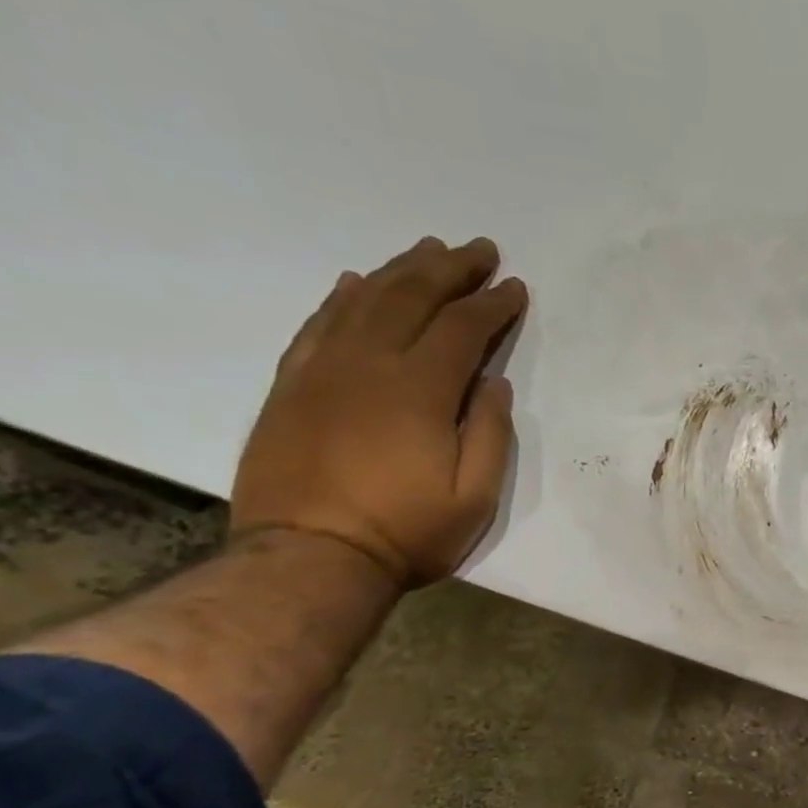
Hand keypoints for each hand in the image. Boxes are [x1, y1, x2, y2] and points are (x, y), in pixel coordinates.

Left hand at [231, 236, 528, 587]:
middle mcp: (368, 364)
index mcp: (419, 390)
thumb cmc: (406, 532)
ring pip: (364, 301)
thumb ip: (490, 433)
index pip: (463, 329)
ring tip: (428, 251)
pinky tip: (359, 282)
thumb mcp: (475, 496)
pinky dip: (342, 297)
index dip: (493, 305)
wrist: (310, 558)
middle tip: (479, 249)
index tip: (515, 287)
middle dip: (450, 269)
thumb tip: (493, 383)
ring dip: (401, 271)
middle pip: (412, 298)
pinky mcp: (292, 385)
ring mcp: (323, 371)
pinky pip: (319, 325)